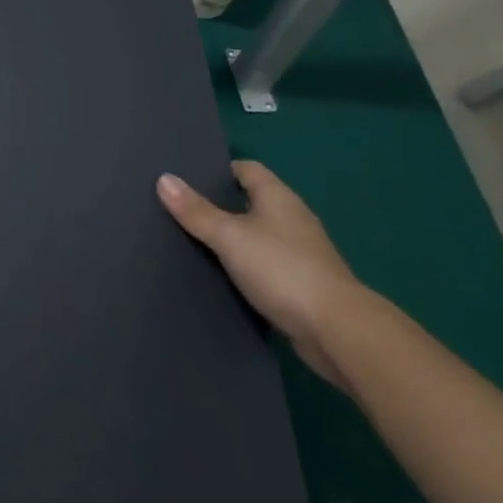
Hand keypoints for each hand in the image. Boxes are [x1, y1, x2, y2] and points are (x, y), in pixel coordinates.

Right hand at [157, 161, 366, 389]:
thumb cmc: (282, 270)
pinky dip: (244, 265)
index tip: (186, 176)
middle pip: (250, 201)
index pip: (247, 169)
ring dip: (231, 237)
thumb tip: (164, 179)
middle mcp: (292, 219)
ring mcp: (300, 253)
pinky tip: (221, 274)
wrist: (338, 332)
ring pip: (257, 235)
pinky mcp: (301, 283)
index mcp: (278, 198)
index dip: (218, 169)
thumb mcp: (229, 236)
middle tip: (180, 207)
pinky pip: (264, 264)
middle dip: (219, 203)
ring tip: (192, 240)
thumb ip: (196, 211)